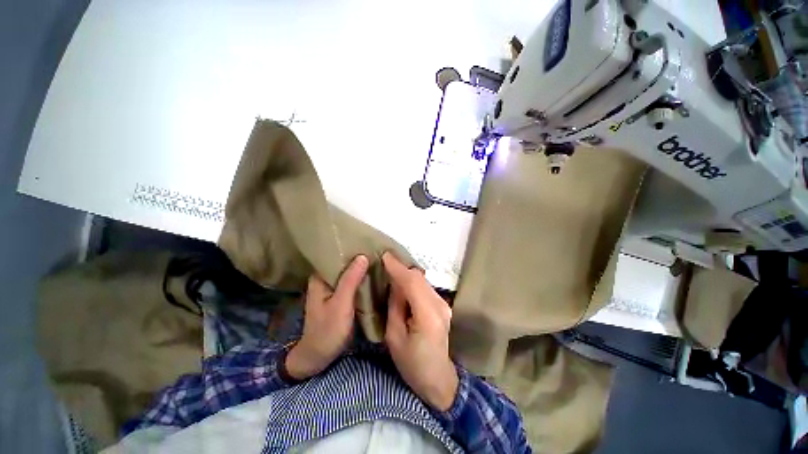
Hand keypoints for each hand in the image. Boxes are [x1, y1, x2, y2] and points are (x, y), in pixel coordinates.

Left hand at [286, 255, 368, 379]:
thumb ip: (350, 280)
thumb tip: (363, 256)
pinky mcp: (341, 295)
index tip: (369, 242)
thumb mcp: (340, 304)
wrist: (319, 356)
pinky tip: (374, 274)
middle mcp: (326, 279)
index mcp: (320, 277)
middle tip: (379, 251)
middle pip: (344, 263)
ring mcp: (333, 288)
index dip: (352, 248)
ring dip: (362, 268)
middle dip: (360, 257)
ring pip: (349, 272)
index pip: (336, 255)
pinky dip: (362, 278)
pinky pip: (352, 282)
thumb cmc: (327, 331)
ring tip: (379, 259)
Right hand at [383, 252, 458, 410]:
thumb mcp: (394, 336)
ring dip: (407, 274)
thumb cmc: (411, 363)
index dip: (398, 268)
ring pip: (422, 280)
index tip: (385, 256)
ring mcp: (443, 304)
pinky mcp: (442, 305)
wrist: (437, 378)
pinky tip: (402, 283)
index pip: (412, 283)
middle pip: (419, 278)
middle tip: (385, 260)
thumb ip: (395, 306)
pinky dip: (413, 281)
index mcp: (428, 315)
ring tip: (391, 269)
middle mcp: (439, 305)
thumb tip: (394, 283)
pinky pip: (425, 287)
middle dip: (401, 268)